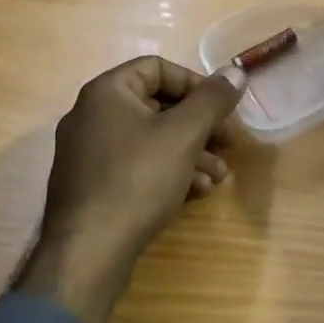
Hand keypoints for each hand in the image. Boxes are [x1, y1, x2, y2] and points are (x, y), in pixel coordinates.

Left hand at [15, 56, 244, 322]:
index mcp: (107, 92)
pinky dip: (167, 172)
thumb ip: (212, 100)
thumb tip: (235, 72)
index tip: (222, 108)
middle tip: (228, 144)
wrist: (88, 254)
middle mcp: (92, 115)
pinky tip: (194, 193)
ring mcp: (88, 153)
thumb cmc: (138, 180)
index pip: (158, 68)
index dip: (196, 84)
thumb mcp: (184, 134)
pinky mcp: (92, 186)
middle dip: (199, 125)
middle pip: (157, 105)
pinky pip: (136, 165)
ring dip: (190, 152)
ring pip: (150, 139)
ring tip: (218, 177)